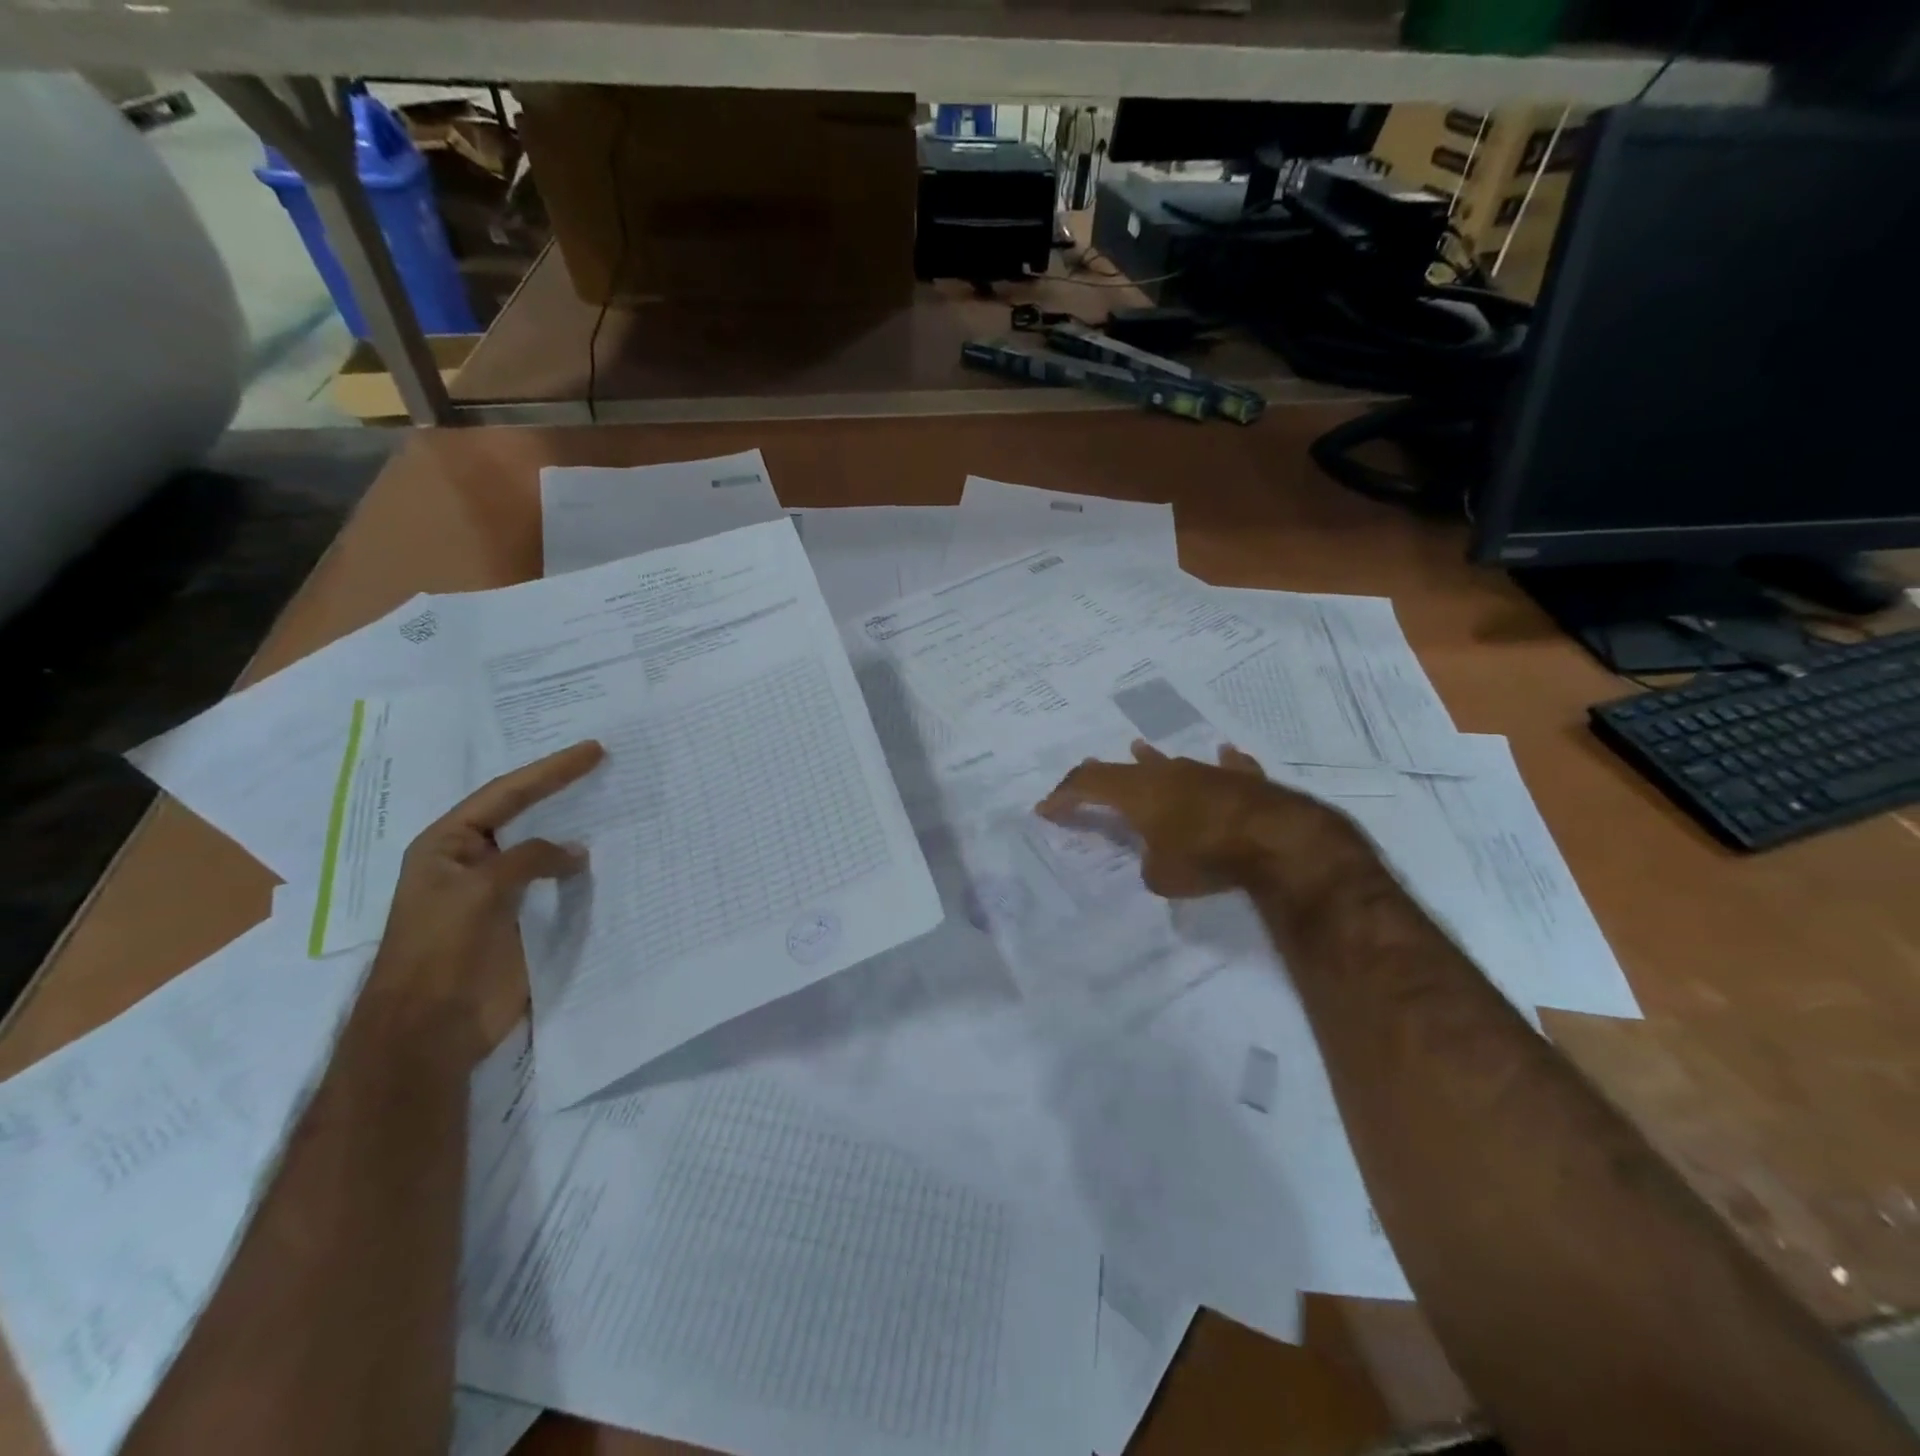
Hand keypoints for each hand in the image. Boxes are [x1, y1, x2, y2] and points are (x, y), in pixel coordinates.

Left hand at [370, 740, 605, 1057]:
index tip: (593, 750)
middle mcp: (473, 861)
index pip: (506, 794)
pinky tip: (606, 860)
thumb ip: (529, 859)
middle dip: (561, 790)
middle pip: (523, 815)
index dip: (550, 771)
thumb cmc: (441, 951)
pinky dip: (579, 871)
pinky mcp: (520, 921)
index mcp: (448, 845)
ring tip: (612, 807)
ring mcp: (498, 893)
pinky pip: (555, 886)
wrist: (430, 1029)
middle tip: (604, 766)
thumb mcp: (480, 890)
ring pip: (542, 850)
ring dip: (573, 830)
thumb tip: (576, 851)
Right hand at [1036, 739, 1364, 900]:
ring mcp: (1207, 771)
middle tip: (1085, 776)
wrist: (1278, 839)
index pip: (1088, 784)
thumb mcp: (1162, 877)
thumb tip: (1158, 859)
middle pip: (1124, 768)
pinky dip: (1219, 765)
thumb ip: (1150, 865)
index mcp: (1138, 791)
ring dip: (1151, 760)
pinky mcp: (1243, 779)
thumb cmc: (1207, 856)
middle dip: (1101, 775)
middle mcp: (1167, 773)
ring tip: (1138, 747)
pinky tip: (1224, 754)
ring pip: (1171, 761)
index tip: (1046, 808)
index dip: (1064, 795)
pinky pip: (1226, 767)